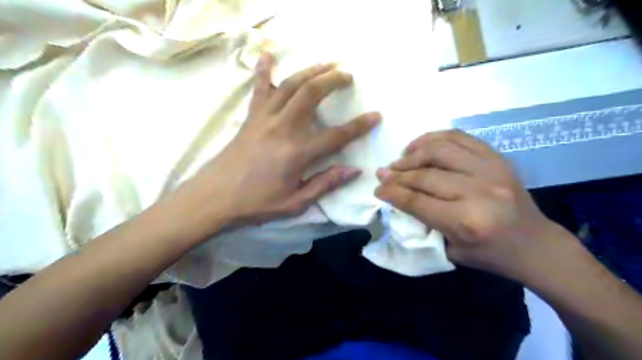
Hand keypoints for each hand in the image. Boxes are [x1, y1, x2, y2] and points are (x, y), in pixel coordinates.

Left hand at [175, 53, 379, 233]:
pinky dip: (264, 70)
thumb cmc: (256, 203)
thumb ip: (325, 184)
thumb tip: (354, 170)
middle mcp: (282, 128)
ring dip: (310, 70)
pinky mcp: (250, 117)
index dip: (359, 126)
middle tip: (347, 76)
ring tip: (326, 63)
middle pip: (311, 94)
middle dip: (333, 80)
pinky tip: (268, 55)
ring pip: (290, 84)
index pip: (336, 135)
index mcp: (297, 153)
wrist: (214, 197)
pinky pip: (259, 88)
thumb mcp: (295, 203)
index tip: (375, 115)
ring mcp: (264, 119)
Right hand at [374, 130, 568, 279]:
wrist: (535, 244)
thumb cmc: (490, 254)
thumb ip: (423, 223)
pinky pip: (460, 138)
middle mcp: (478, 191)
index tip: (378, 188)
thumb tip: (398, 197)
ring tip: (400, 159)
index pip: (417, 201)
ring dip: (414, 153)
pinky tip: (420, 144)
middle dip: (397, 174)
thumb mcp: (450, 250)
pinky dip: (435, 137)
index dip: (392, 192)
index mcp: (466, 221)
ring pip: (440, 150)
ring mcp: (491, 170)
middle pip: (425, 175)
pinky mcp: (498, 158)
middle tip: (382, 173)